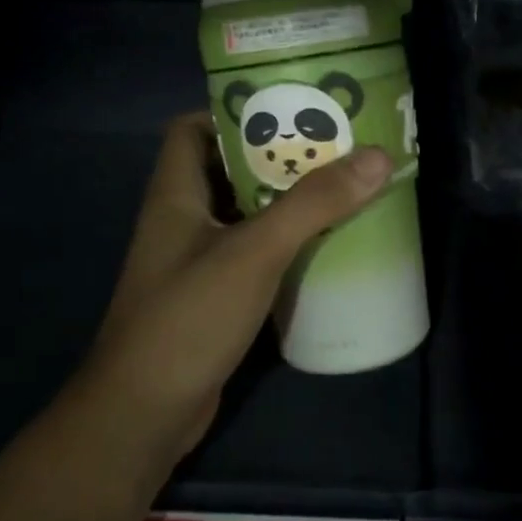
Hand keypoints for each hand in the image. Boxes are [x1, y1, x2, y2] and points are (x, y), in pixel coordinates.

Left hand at [73, 114, 391, 460]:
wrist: (145, 412)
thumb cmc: (189, 317)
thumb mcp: (254, 252)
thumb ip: (313, 204)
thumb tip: (376, 157)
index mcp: (175, 194)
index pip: (191, 129)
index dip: (232, 112)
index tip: (288, 108)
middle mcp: (181, 221)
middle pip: (226, 170)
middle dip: (276, 157)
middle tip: (333, 148)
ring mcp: (194, 263)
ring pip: (243, 215)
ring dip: (285, 204)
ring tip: (340, 191)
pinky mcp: (212, 299)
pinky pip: (251, 256)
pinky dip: (283, 247)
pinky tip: (322, 250)